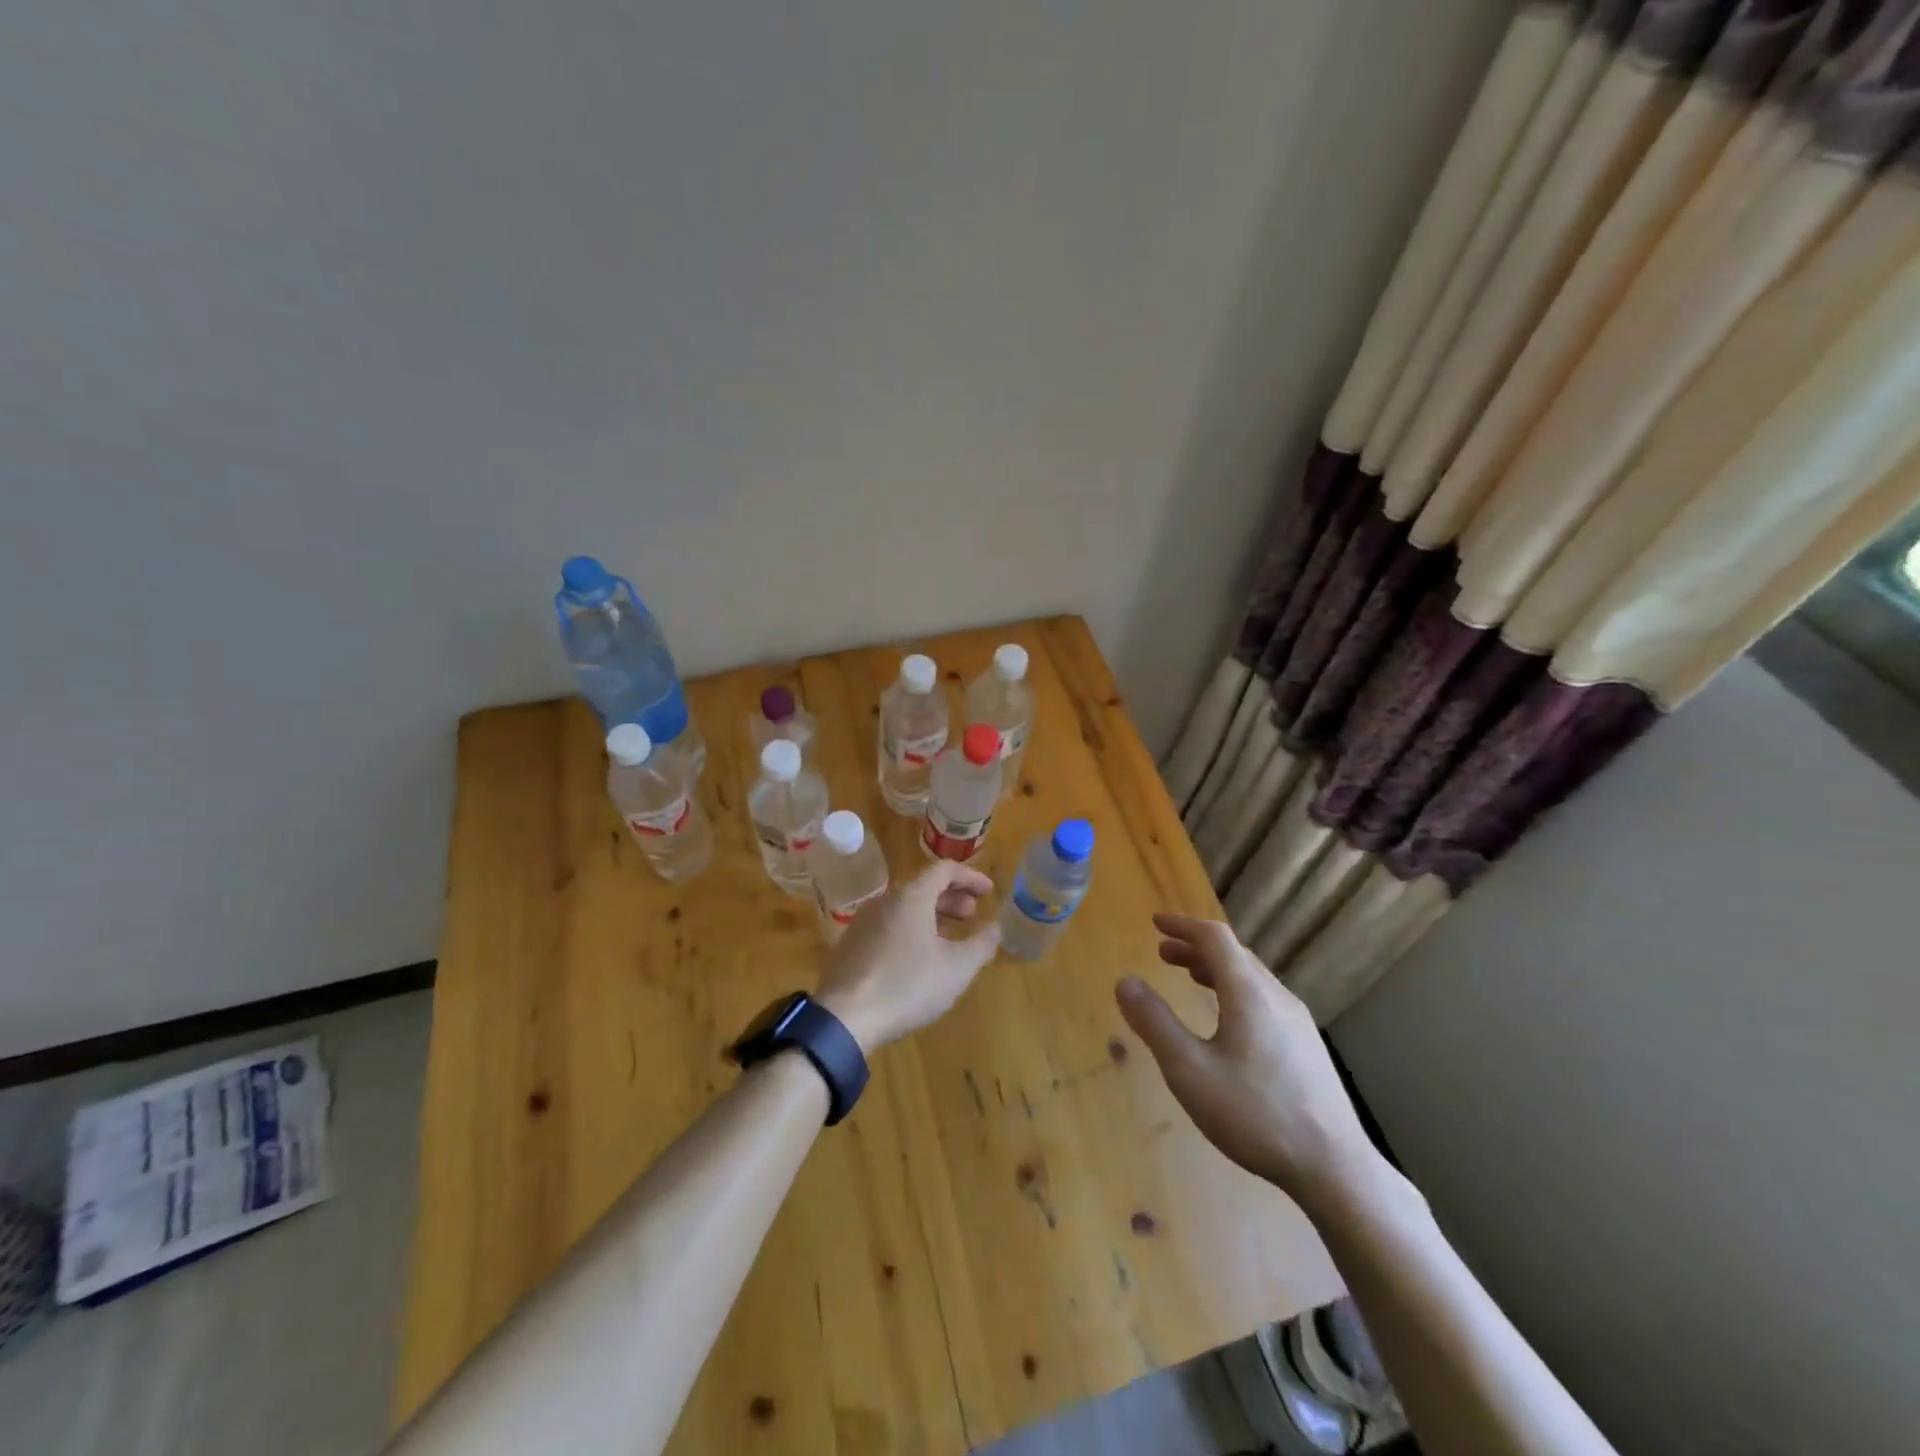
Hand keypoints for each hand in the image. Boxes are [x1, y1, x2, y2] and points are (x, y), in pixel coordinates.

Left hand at [816, 861, 1000, 1053]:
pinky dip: (911, 930)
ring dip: (932, 916)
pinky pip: (888, 926)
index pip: (944, 870)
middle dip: (952, 898)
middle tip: (972, 915)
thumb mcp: (956, 969)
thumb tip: (995, 928)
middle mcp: (885, 901)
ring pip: (904, 908)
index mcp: (911, 897)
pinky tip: (918, 959)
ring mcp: (863, 922)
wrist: (843, 1018)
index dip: (970, 877)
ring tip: (949, 938)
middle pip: (923, 887)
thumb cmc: (907, 986)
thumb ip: (981, 945)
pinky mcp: (851, 945)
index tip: (989, 892)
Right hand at [1116, 913, 1382, 1212]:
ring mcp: (1297, 1022)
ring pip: (1252, 978)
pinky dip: (1235, 991)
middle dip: (1196, 948)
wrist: (1334, 1168)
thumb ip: (1155, 1023)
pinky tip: (1228, 1021)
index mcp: (1248, 992)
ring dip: (1216, 970)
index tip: (1156, 923)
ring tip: (1191, 978)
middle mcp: (1276, 996)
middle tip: (1164, 954)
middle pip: (1234, 955)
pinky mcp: (1307, 1046)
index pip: (1215, 938)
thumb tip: (1125, 982)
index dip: (1183, 926)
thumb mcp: (1189, 1070)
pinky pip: (1264, 999)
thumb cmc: (1255, 1114)